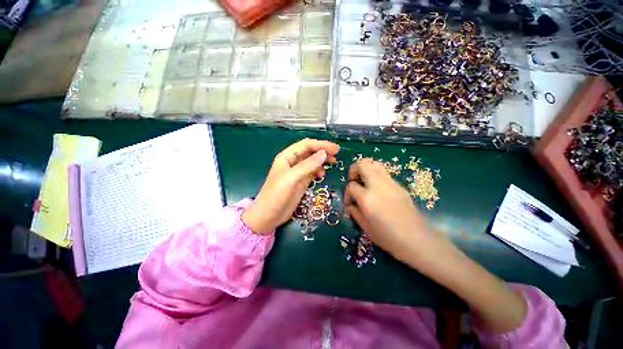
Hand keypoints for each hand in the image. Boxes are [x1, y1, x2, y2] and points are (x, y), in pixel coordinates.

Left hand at [242, 139, 339, 234]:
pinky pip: (312, 172)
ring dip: (322, 161)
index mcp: (287, 157)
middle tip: (337, 154)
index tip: (335, 149)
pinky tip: (322, 176)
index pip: (306, 145)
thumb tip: (324, 154)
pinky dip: (319, 171)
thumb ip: (307, 165)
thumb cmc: (276, 195)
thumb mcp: (291, 178)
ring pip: (312, 161)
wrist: (268, 216)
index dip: (321, 145)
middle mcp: (292, 162)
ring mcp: (297, 173)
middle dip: (323, 151)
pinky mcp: (301, 182)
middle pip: (310, 152)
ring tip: (333, 163)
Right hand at [345, 159, 433, 262]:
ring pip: (375, 164)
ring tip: (365, 181)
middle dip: (354, 169)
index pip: (351, 185)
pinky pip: (384, 173)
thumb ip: (354, 212)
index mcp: (367, 198)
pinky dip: (376, 175)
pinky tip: (378, 189)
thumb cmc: (388, 237)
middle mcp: (378, 186)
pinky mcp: (399, 185)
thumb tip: (351, 204)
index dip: (347, 192)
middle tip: (354, 181)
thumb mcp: (365, 227)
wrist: (417, 240)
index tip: (350, 201)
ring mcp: (391, 183)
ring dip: (366, 169)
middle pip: (363, 164)